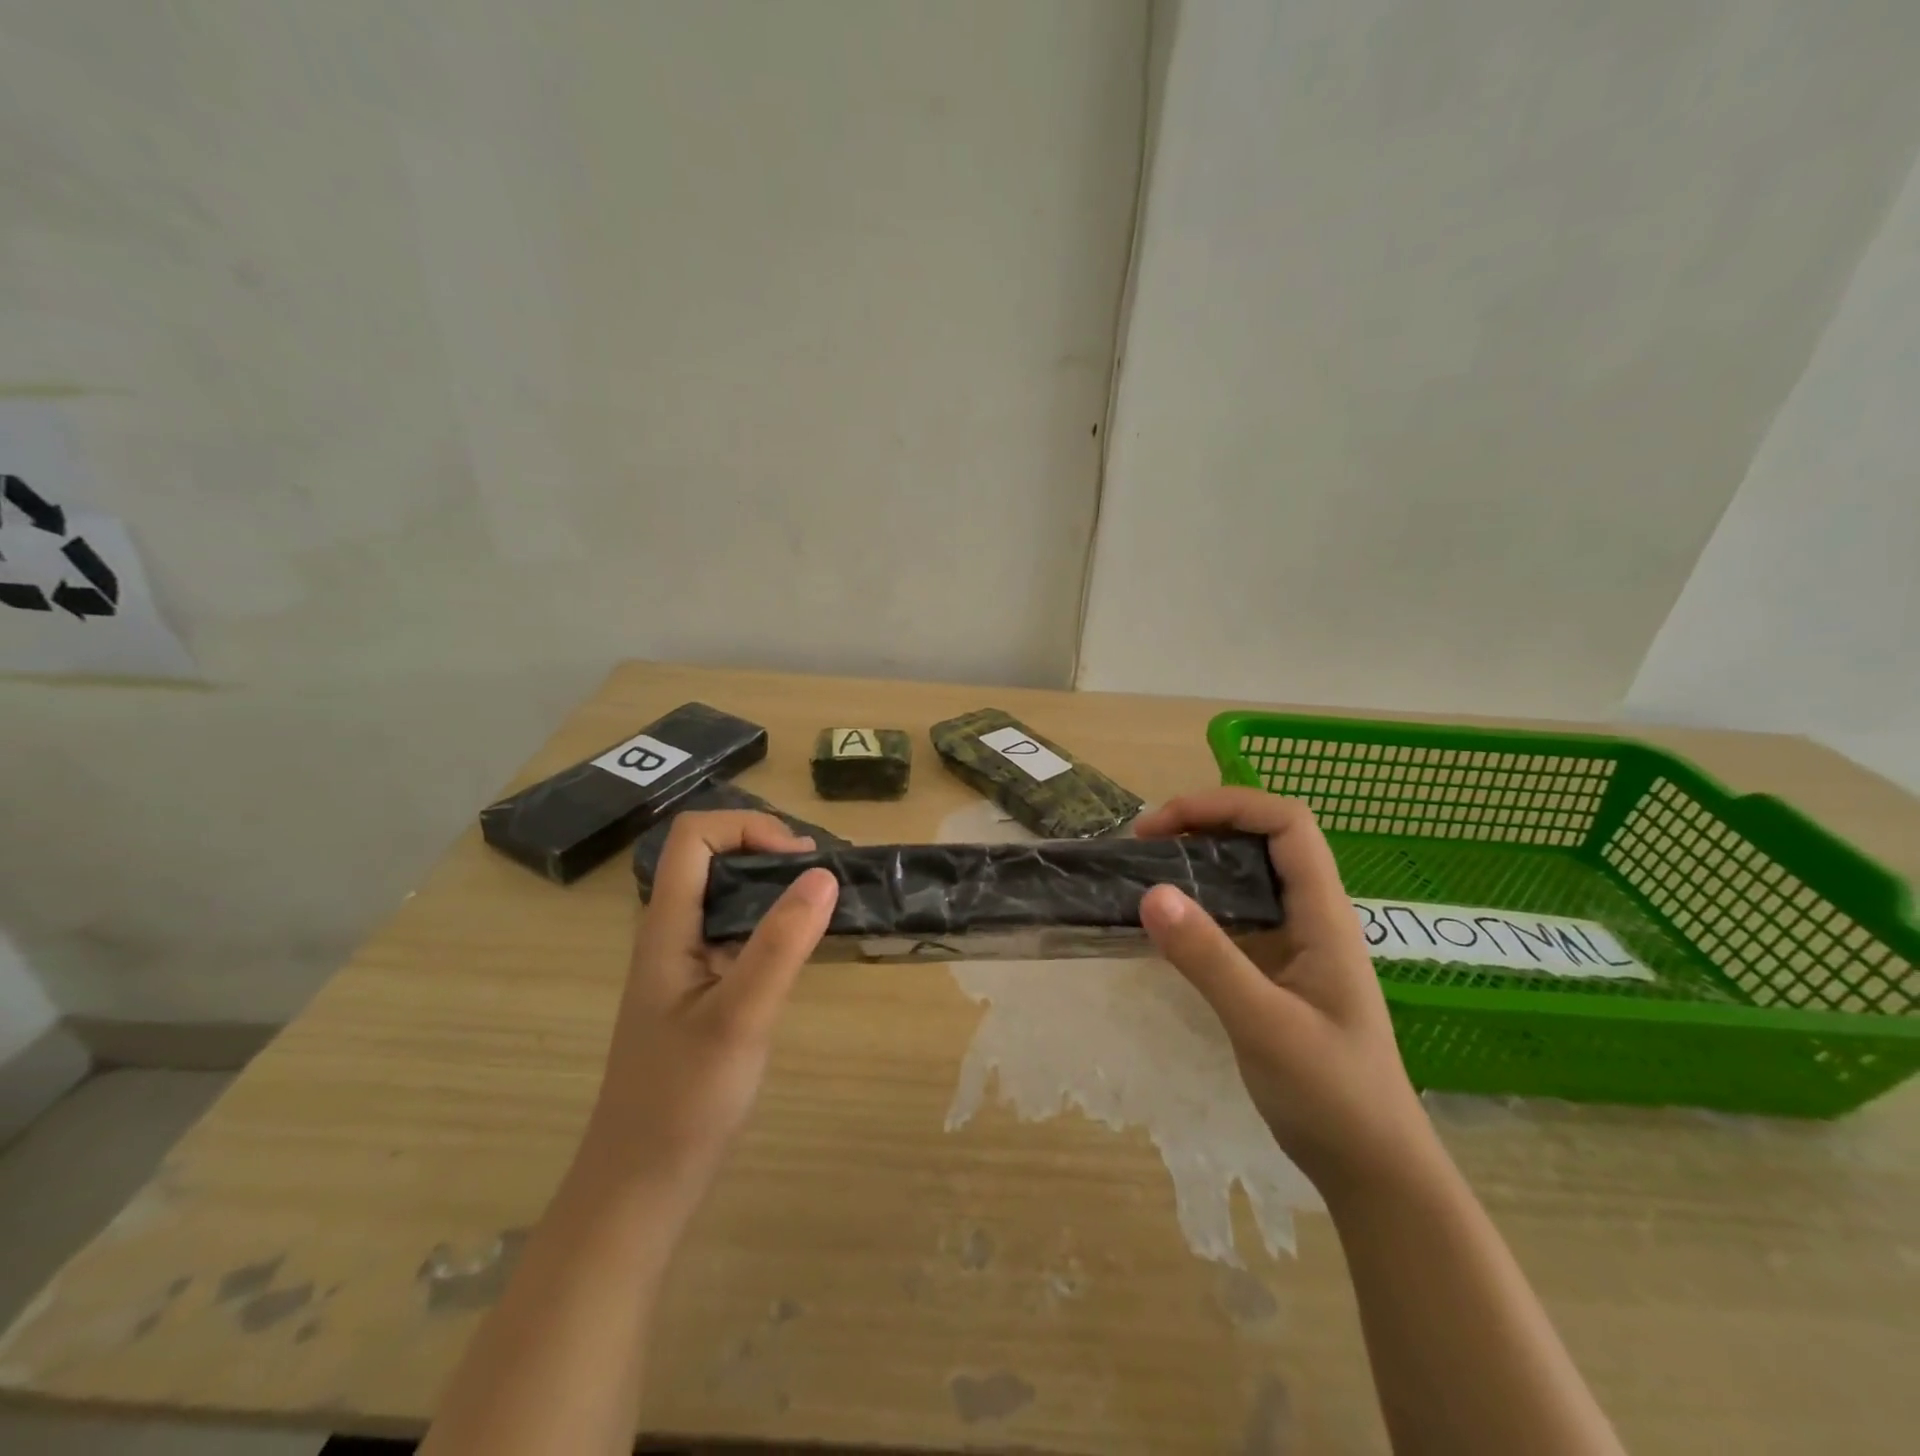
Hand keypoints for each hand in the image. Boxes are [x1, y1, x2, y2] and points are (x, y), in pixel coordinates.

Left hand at [579, 811, 838, 1210]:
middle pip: (713, 856)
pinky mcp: (703, 991)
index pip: (693, 836)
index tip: (800, 861)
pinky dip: (775, 923)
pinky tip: (806, 948)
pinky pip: (739, 933)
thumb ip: (781, 944)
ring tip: (827, 905)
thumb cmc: (683, 1103)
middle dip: (770, 850)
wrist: (641, 1188)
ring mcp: (686, 963)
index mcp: (666, 927)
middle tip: (826, 879)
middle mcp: (672, 933)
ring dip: (776, 886)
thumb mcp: (740, 1018)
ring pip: (728, 896)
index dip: (747, 828)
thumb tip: (823, 874)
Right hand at [1136, 789, 1434, 1197]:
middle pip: (1263, 837)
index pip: (1287, 822)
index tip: (1166, 823)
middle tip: (1143, 844)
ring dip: (1198, 859)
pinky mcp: (1276, 969)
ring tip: (1146, 870)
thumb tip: (1151, 891)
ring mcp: (1295, 943)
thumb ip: (1209, 958)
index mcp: (1324, 914)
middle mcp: (1311, 915)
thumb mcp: (1265, 1024)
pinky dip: (1198, 901)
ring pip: (1247, 874)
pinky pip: (1234, 914)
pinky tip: (1165, 922)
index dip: (1228, 804)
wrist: (1372, 1169)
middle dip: (1203, 823)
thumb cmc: (1331, 1095)